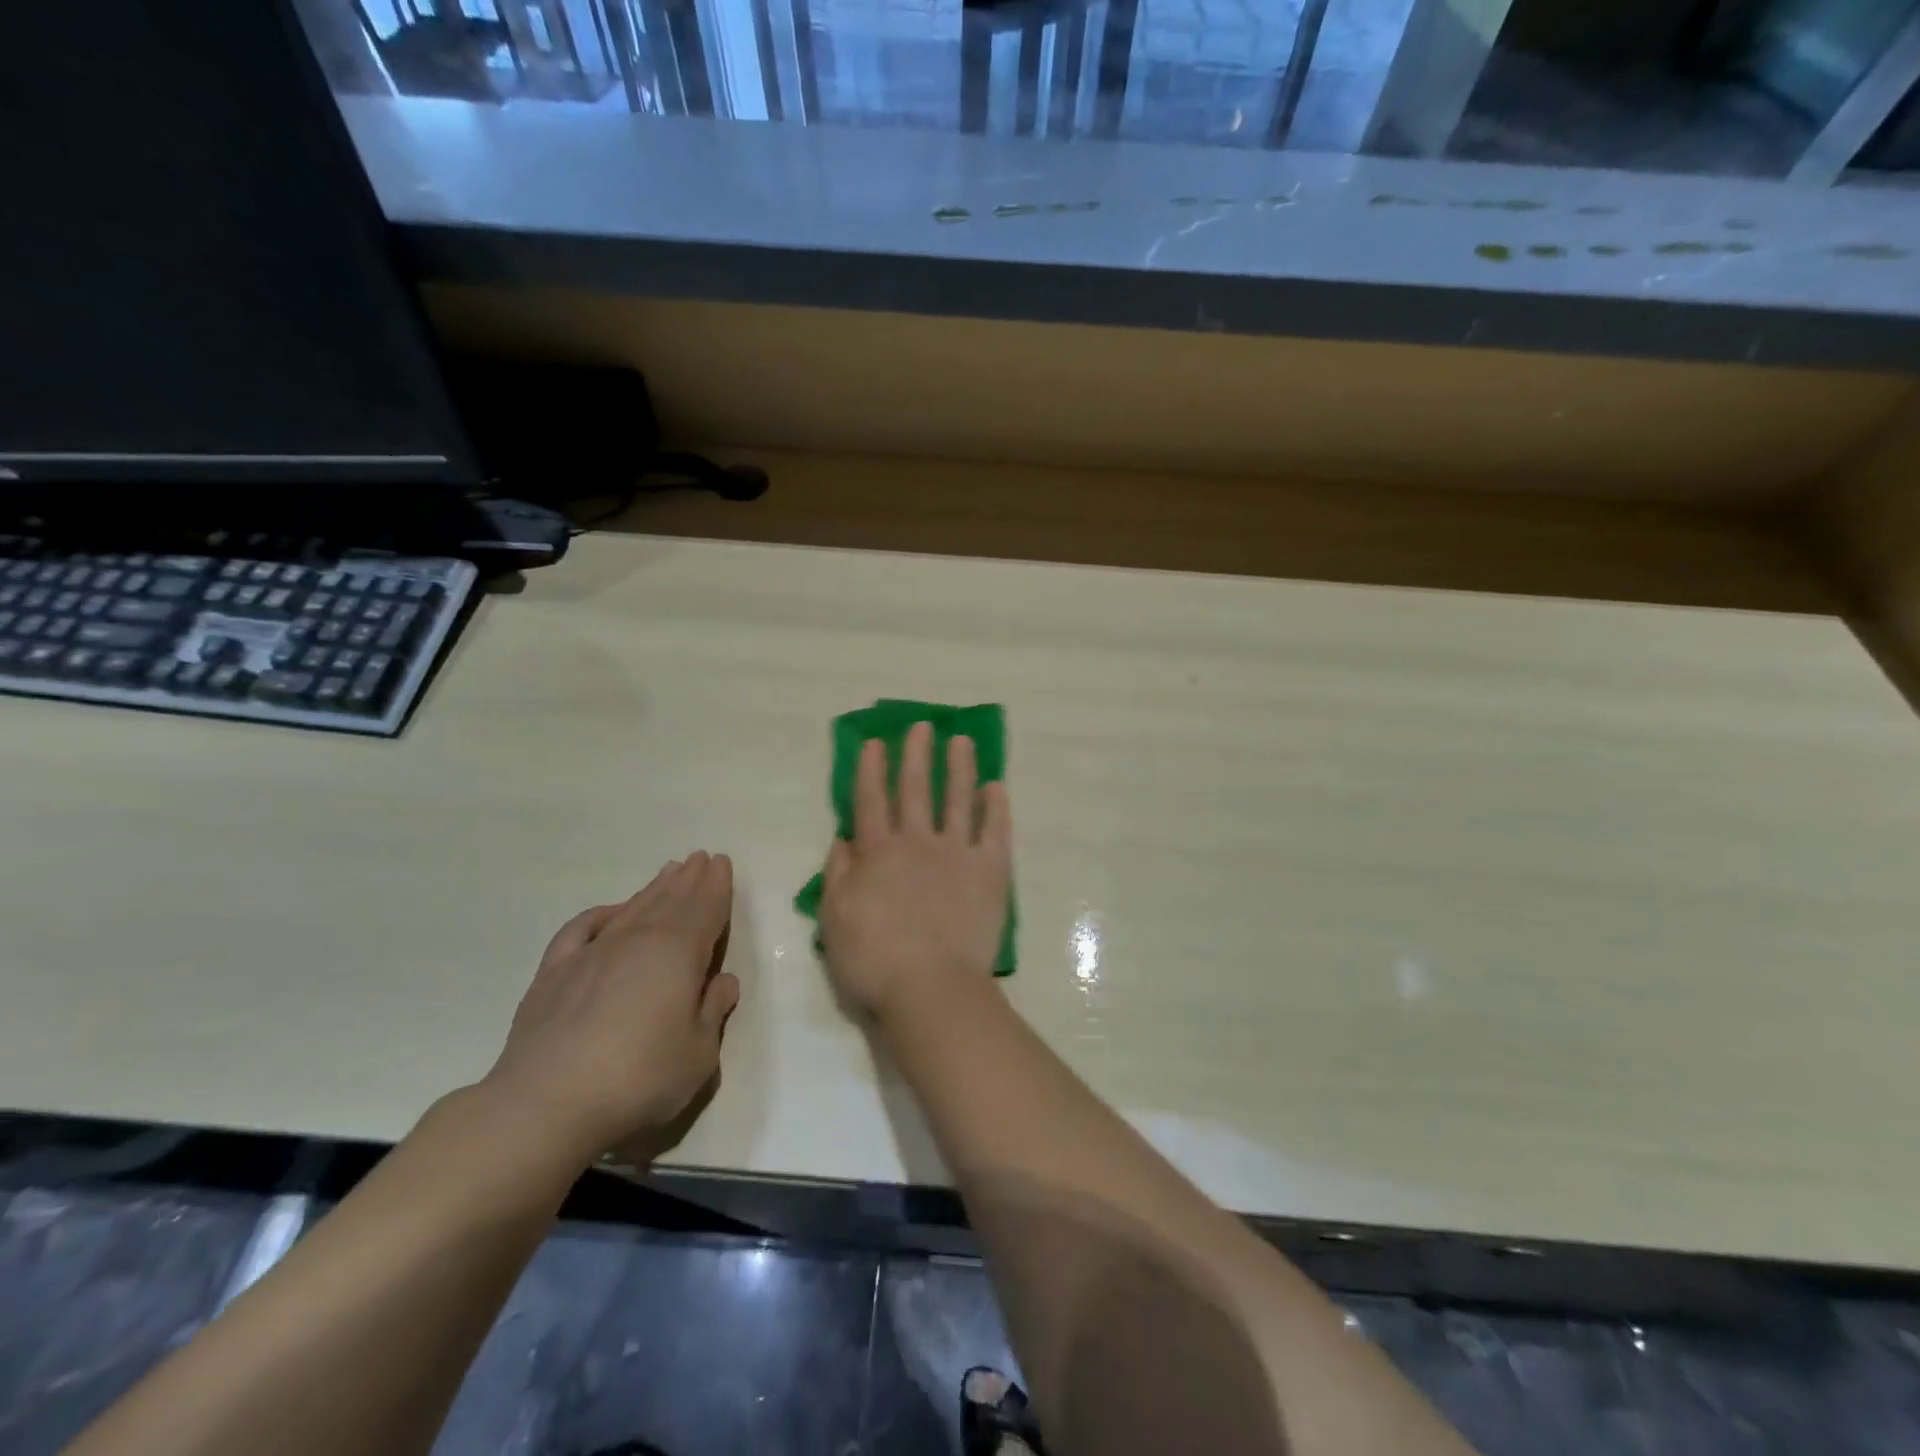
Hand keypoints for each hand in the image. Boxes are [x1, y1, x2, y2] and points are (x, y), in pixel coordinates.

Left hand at [485, 852, 740, 1164]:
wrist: (546, 1104)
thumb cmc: (638, 1077)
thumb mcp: (698, 1054)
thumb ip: (713, 1012)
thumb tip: (723, 981)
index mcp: (678, 953)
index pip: (705, 910)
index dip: (716, 886)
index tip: (722, 862)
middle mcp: (637, 941)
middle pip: (670, 901)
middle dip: (689, 879)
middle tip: (701, 858)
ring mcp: (592, 954)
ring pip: (632, 909)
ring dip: (653, 889)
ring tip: (669, 872)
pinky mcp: (553, 974)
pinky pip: (581, 930)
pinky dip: (599, 915)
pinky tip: (609, 912)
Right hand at [819, 721, 1011, 1021]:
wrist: (931, 987)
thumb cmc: (873, 959)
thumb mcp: (835, 919)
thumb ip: (837, 875)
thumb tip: (843, 840)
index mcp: (877, 852)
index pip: (871, 800)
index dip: (871, 769)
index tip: (875, 742)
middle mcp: (917, 842)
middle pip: (915, 789)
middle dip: (916, 755)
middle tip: (922, 725)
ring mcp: (957, 853)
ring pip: (958, 799)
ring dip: (959, 768)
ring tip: (961, 741)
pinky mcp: (991, 870)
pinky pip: (996, 831)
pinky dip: (997, 808)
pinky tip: (997, 787)